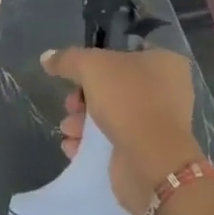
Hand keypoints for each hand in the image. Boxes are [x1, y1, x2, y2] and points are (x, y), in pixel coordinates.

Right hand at [41, 46, 199, 214]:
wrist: (151, 161)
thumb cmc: (127, 100)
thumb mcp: (91, 66)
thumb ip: (67, 59)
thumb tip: (46, 57)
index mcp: (165, 63)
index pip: (125, 53)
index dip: (96, 61)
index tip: (75, 74)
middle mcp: (167, 91)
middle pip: (113, 86)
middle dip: (83, 98)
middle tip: (70, 105)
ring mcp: (158, 124)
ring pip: (111, 115)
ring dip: (82, 122)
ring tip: (68, 130)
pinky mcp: (147, 153)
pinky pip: (113, 141)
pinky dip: (90, 144)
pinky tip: (73, 147)